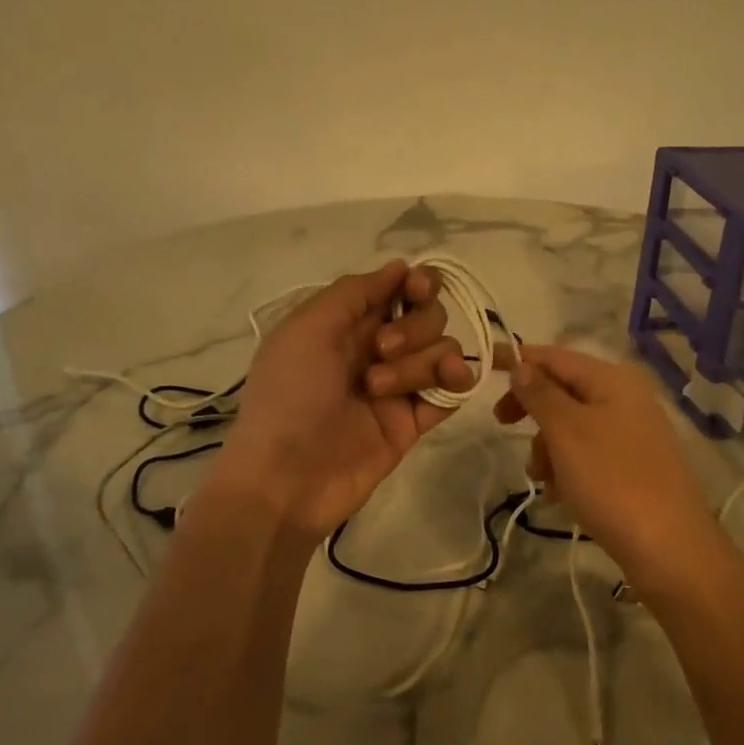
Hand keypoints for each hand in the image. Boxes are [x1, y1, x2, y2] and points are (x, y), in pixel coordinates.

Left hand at [209, 259, 474, 540]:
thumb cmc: (288, 395)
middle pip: (427, 316)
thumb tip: (400, 267)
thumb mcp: (307, 329)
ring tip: (379, 390)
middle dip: (413, 327)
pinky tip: (451, 380)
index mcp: (347, 323)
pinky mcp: (413, 421)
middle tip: (380, 350)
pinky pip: (451, 390)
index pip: (398, 289)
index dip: (417, 284)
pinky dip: (457, 379)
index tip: (417, 290)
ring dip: (419, 361)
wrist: (286, 478)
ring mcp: (398, 386)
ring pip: (442, 350)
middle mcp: (376, 349)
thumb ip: (354, 293)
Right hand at [495, 345, 716, 579]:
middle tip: (502, 424)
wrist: (669, 548)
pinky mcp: (634, 466)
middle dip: (532, 409)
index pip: (555, 356)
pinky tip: (561, 494)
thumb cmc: (612, 480)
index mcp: (612, 379)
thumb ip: (540, 393)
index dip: (519, 359)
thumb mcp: (566, 431)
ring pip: (572, 425)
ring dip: (547, 446)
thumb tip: (522, 365)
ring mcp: (633, 433)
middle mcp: (626, 398)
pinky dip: (568, 467)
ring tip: (542, 478)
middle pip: (564, 390)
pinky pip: (589, 453)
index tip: (485, 366)